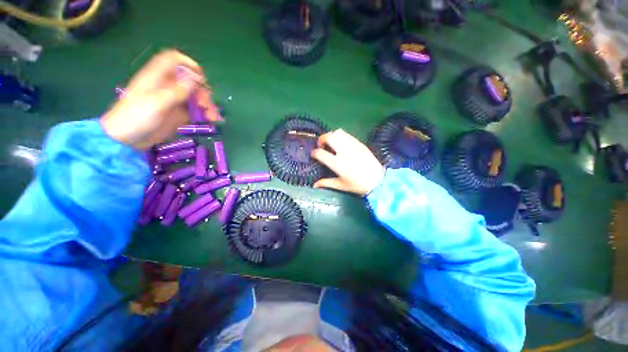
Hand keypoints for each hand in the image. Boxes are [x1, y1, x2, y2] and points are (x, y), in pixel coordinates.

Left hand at [100, 50, 220, 149]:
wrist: (127, 139)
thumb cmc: (136, 117)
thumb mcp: (156, 102)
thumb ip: (177, 90)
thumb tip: (196, 78)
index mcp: (158, 77)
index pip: (174, 60)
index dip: (188, 64)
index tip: (201, 78)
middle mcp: (168, 86)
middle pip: (191, 81)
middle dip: (202, 91)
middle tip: (206, 105)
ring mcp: (174, 100)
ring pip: (196, 96)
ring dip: (207, 104)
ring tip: (213, 117)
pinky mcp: (179, 113)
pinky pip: (196, 110)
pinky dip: (205, 114)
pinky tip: (211, 120)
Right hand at [311, 129, 384, 195]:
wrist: (378, 180)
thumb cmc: (358, 185)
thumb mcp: (341, 185)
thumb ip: (326, 183)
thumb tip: (314, 185)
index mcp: (337, 163)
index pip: (321, 153)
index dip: (315, 153)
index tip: (314, 154)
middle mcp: (344, 151)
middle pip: (329, 137)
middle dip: (322, 139)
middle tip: (322, 145)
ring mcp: (353, 145)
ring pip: (338, 132)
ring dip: (332, 136)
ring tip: (332, 144)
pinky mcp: (360, 143)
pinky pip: (347, 135)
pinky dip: (341, 137)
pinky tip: (342, 145)